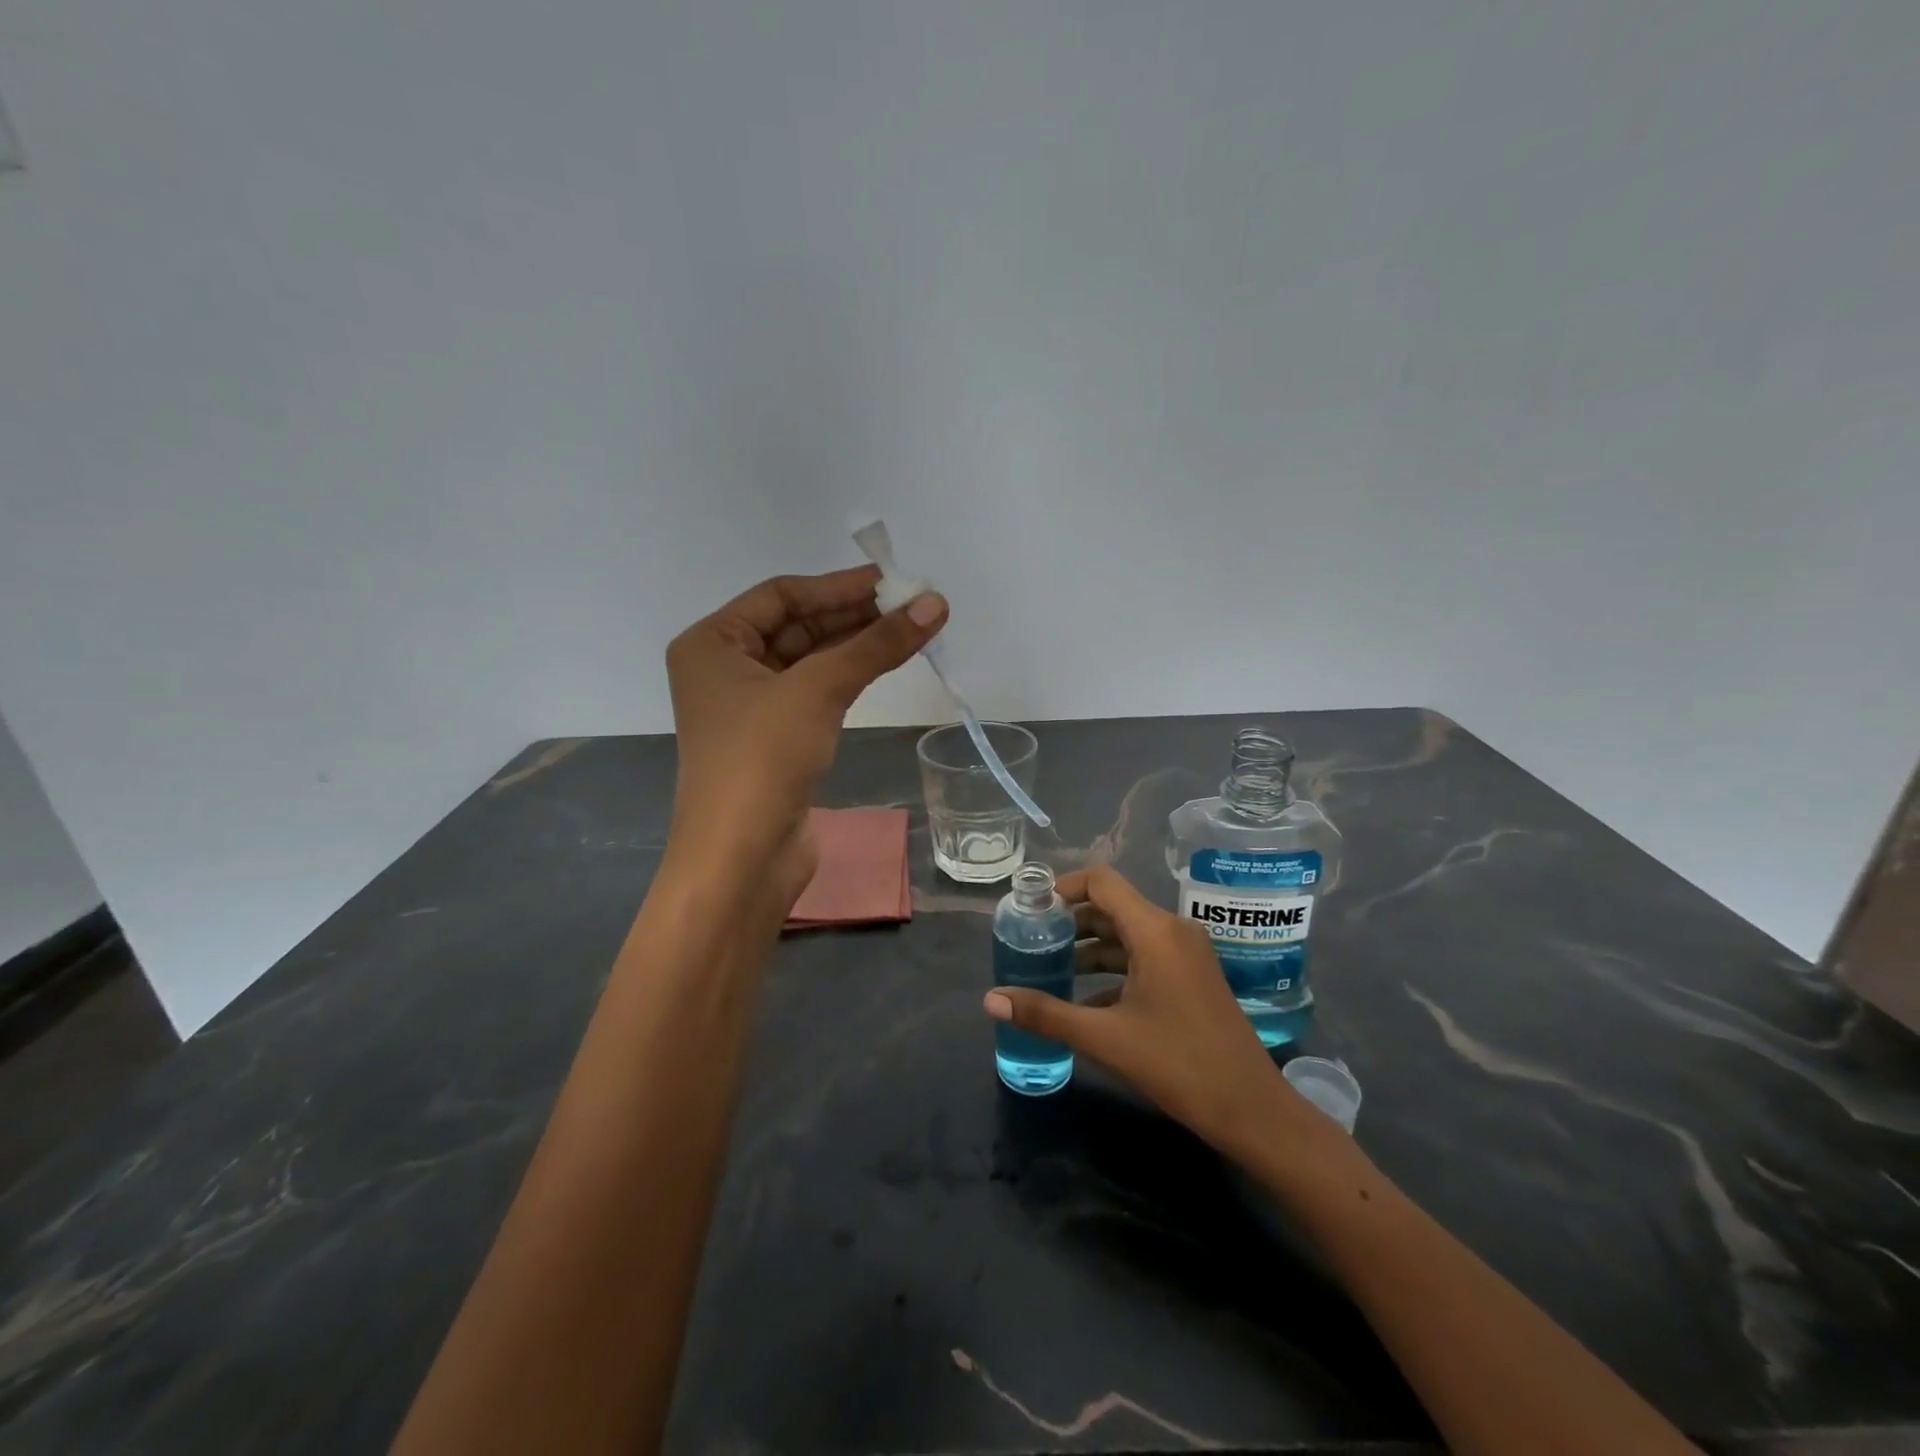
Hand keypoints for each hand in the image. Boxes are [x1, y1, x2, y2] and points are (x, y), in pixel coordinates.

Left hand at [665, 566, 946, 904]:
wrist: (741, 860)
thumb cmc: (762, 760)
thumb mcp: (819, 690)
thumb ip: (877, 644)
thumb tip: (936, 602)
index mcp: (712, 643)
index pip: (782, 595)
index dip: (839, 586)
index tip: (894, 582)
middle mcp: (724, 669)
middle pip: (797, 626)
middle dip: (853, 616)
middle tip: (912, 606)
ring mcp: (749, 708)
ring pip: (809, 661)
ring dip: (855, 647)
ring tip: (910, 631)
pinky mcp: (774, 741)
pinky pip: (814, 694)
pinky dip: (847, 679)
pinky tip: (882, 668)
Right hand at [984, 864, 1321, 1156]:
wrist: (1252, 1110)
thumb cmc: (1178, 1065)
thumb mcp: (1105, 1038)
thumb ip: (1046, 1014)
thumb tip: (990, 1000)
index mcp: (1155, 931)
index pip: (1101, 882)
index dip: (1063, 888)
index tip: (1031, 910)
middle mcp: (1172, 930)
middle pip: (1111, 907)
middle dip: (1070, 922)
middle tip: (1032, 942)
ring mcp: (1186, 954)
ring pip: (1127, 935)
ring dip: (1089, 948)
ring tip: (1049, 969)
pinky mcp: (1192, 977)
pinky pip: (1144, 957)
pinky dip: (1113, 970)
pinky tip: (1084, 1000)